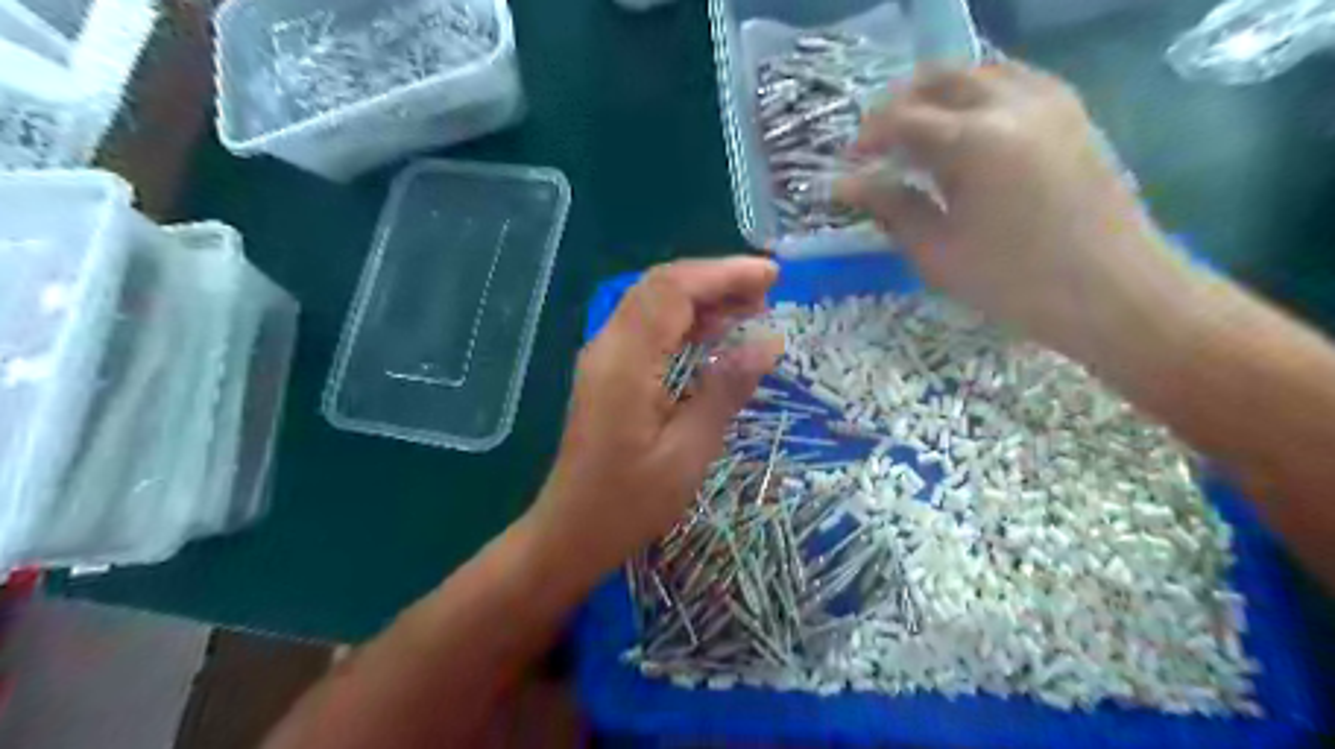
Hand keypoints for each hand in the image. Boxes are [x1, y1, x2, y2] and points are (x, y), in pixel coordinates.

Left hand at [526, 261, 785, 580]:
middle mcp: (609, 346)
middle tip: (768, 291)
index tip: (772, 276)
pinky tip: (715, 334)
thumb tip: (769, 341)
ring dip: (702, 298)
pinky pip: (648, 328)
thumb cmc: (629, 503)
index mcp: (626, 362)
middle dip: (716, 280)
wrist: (570, 532)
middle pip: (661, 287)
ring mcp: (604, 357)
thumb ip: (726, 389)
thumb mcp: (688, 453)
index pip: (673, 289)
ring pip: (654, 304)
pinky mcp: (607, 372)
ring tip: (752, 307)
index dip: (724, 274)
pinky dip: (685, 321)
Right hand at [838, 63, 1181, 360]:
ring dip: (939, 96)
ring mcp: (1050, 101)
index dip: (867, 138)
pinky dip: (978, 96)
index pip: (902, 119)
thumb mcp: (938, 252)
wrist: (1114, 292)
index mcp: (974, 141)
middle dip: (899, 105)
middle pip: (939, 78)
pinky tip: (967, 133)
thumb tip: (847, 185)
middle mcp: (1013, 103)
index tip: (850, 164)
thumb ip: (892, 207)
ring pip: (979, 72)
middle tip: (879, 145)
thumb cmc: (1015, 282)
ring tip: (919, 137)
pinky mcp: (1073, 113)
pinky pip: (1014, 82)